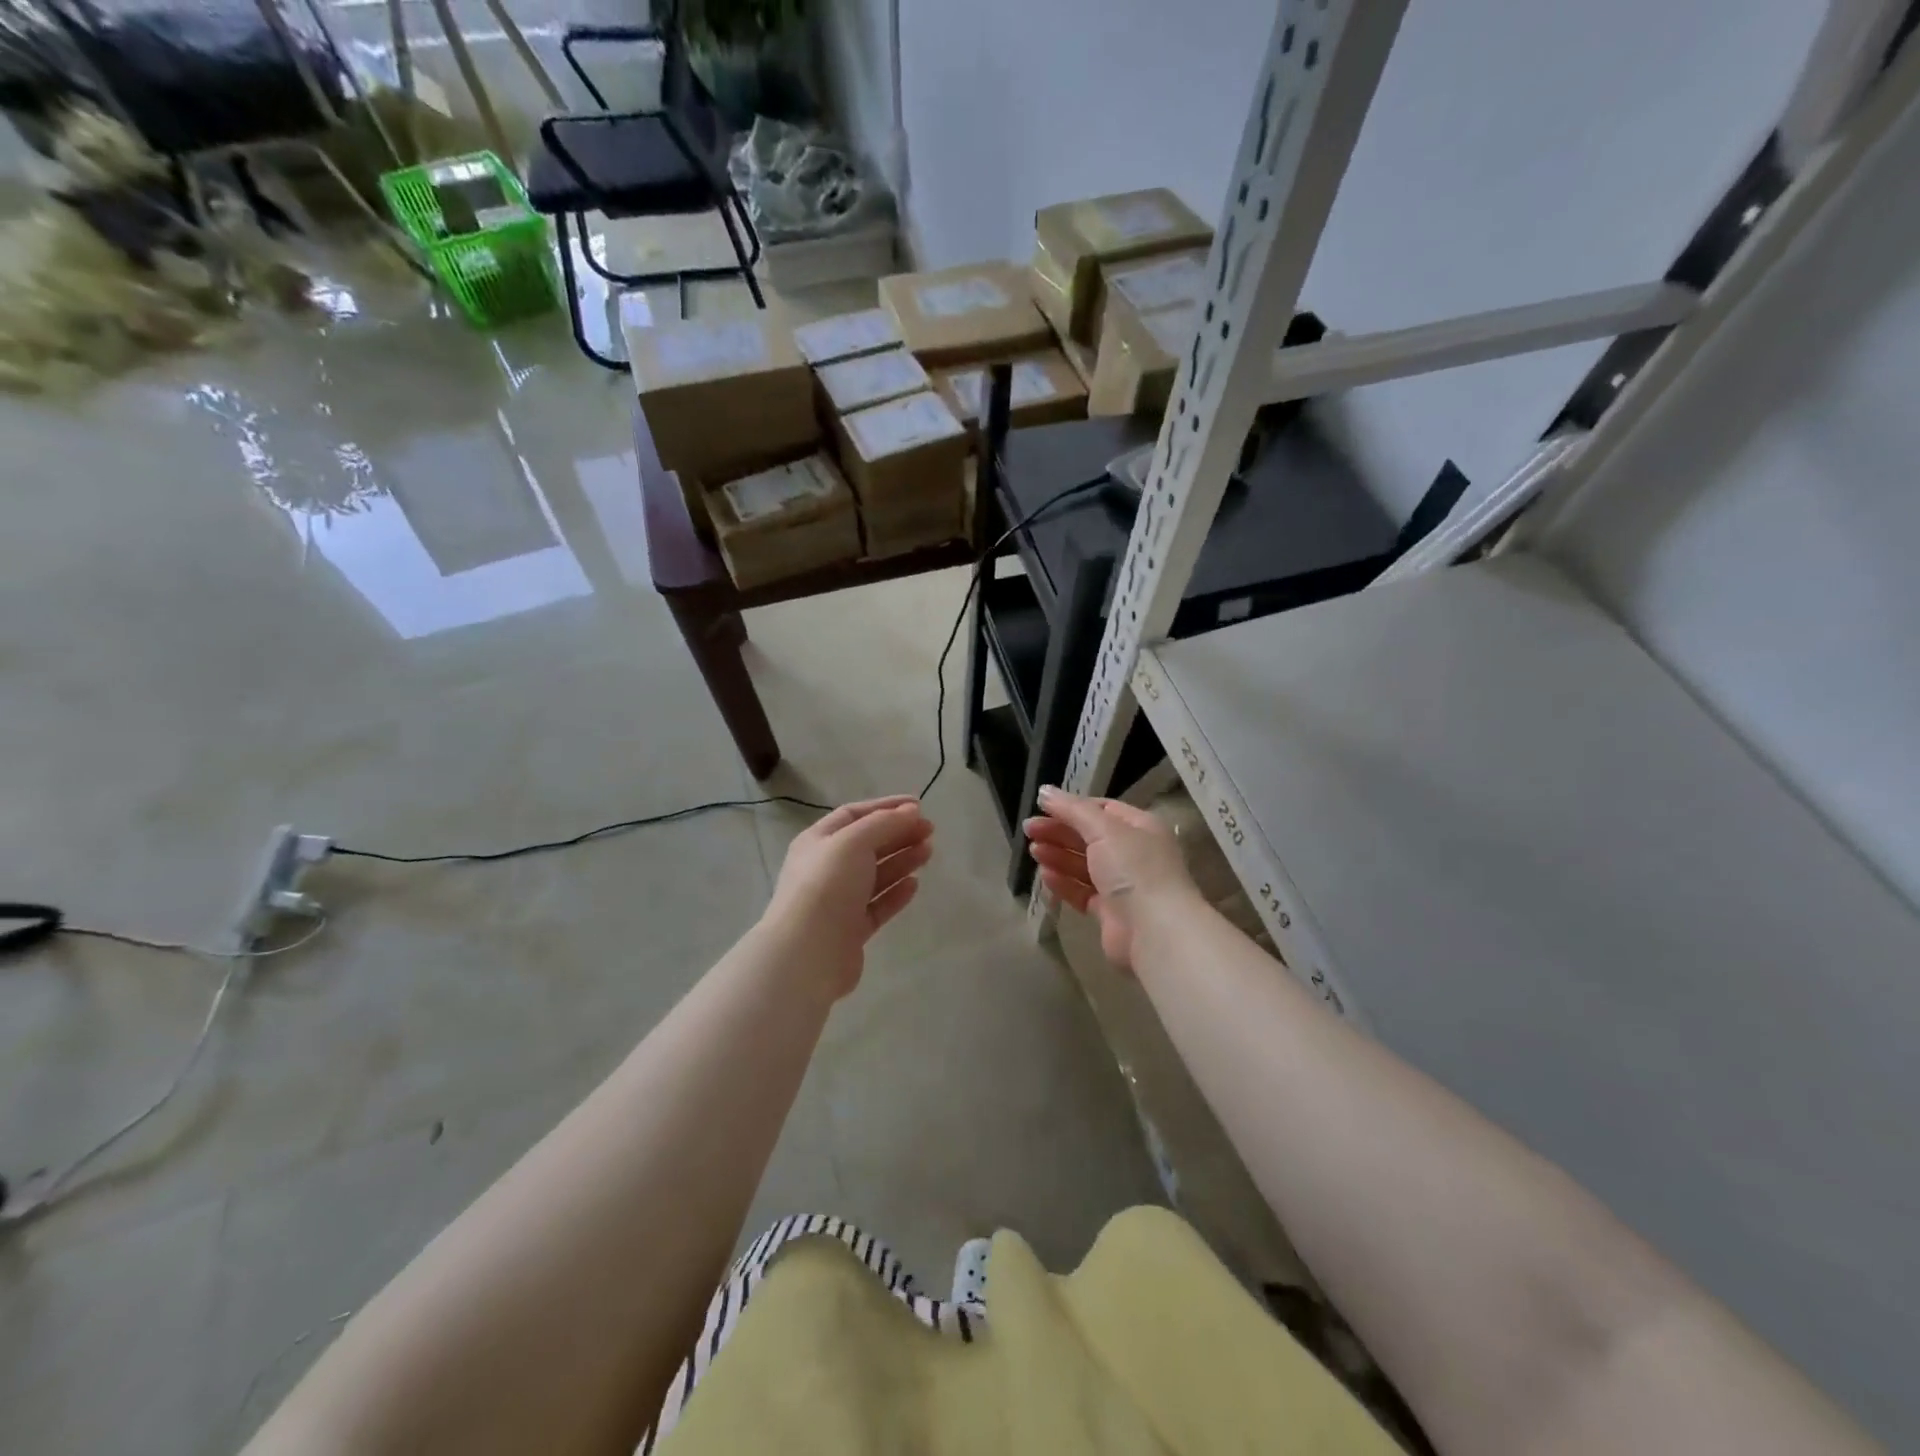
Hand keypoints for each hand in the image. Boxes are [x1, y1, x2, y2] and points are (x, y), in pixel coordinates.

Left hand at [765, 796, 933, 997]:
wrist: (807, 953)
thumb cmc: (827, 886)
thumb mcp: (854, 842)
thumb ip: (884, 823)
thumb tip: (911, 811)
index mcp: (818, 841)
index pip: (854, 815)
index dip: (886, 807)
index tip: (919, 806)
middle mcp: (826, 868)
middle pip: (868, 844)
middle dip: (899, 833)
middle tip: (930, 831)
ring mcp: (838, 900)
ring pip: (876, 874)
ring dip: (902, 860)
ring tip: (928, 852)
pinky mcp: (851, 930)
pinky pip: (878, 905)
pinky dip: (896, 893)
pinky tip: (915, 885)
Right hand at [1025, 785, 1198, 968]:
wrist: (1155, 931)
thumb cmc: (1134, 869)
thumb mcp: (1104, 829)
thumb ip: (1072, 809)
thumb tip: (1044, 791)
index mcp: (1140, 827)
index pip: (1102, 809)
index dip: (1072, 807)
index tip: (1042, 807)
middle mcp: (1133, 853)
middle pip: (1089, 837)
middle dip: (1059, 831)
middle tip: (1028, 829)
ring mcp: (1122, 885)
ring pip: (1084, 865)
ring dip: (1058, 856)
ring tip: (1033, 851)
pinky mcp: (1110, 913)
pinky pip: (1082, 892)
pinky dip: (1064, 883)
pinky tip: (1045, 876)